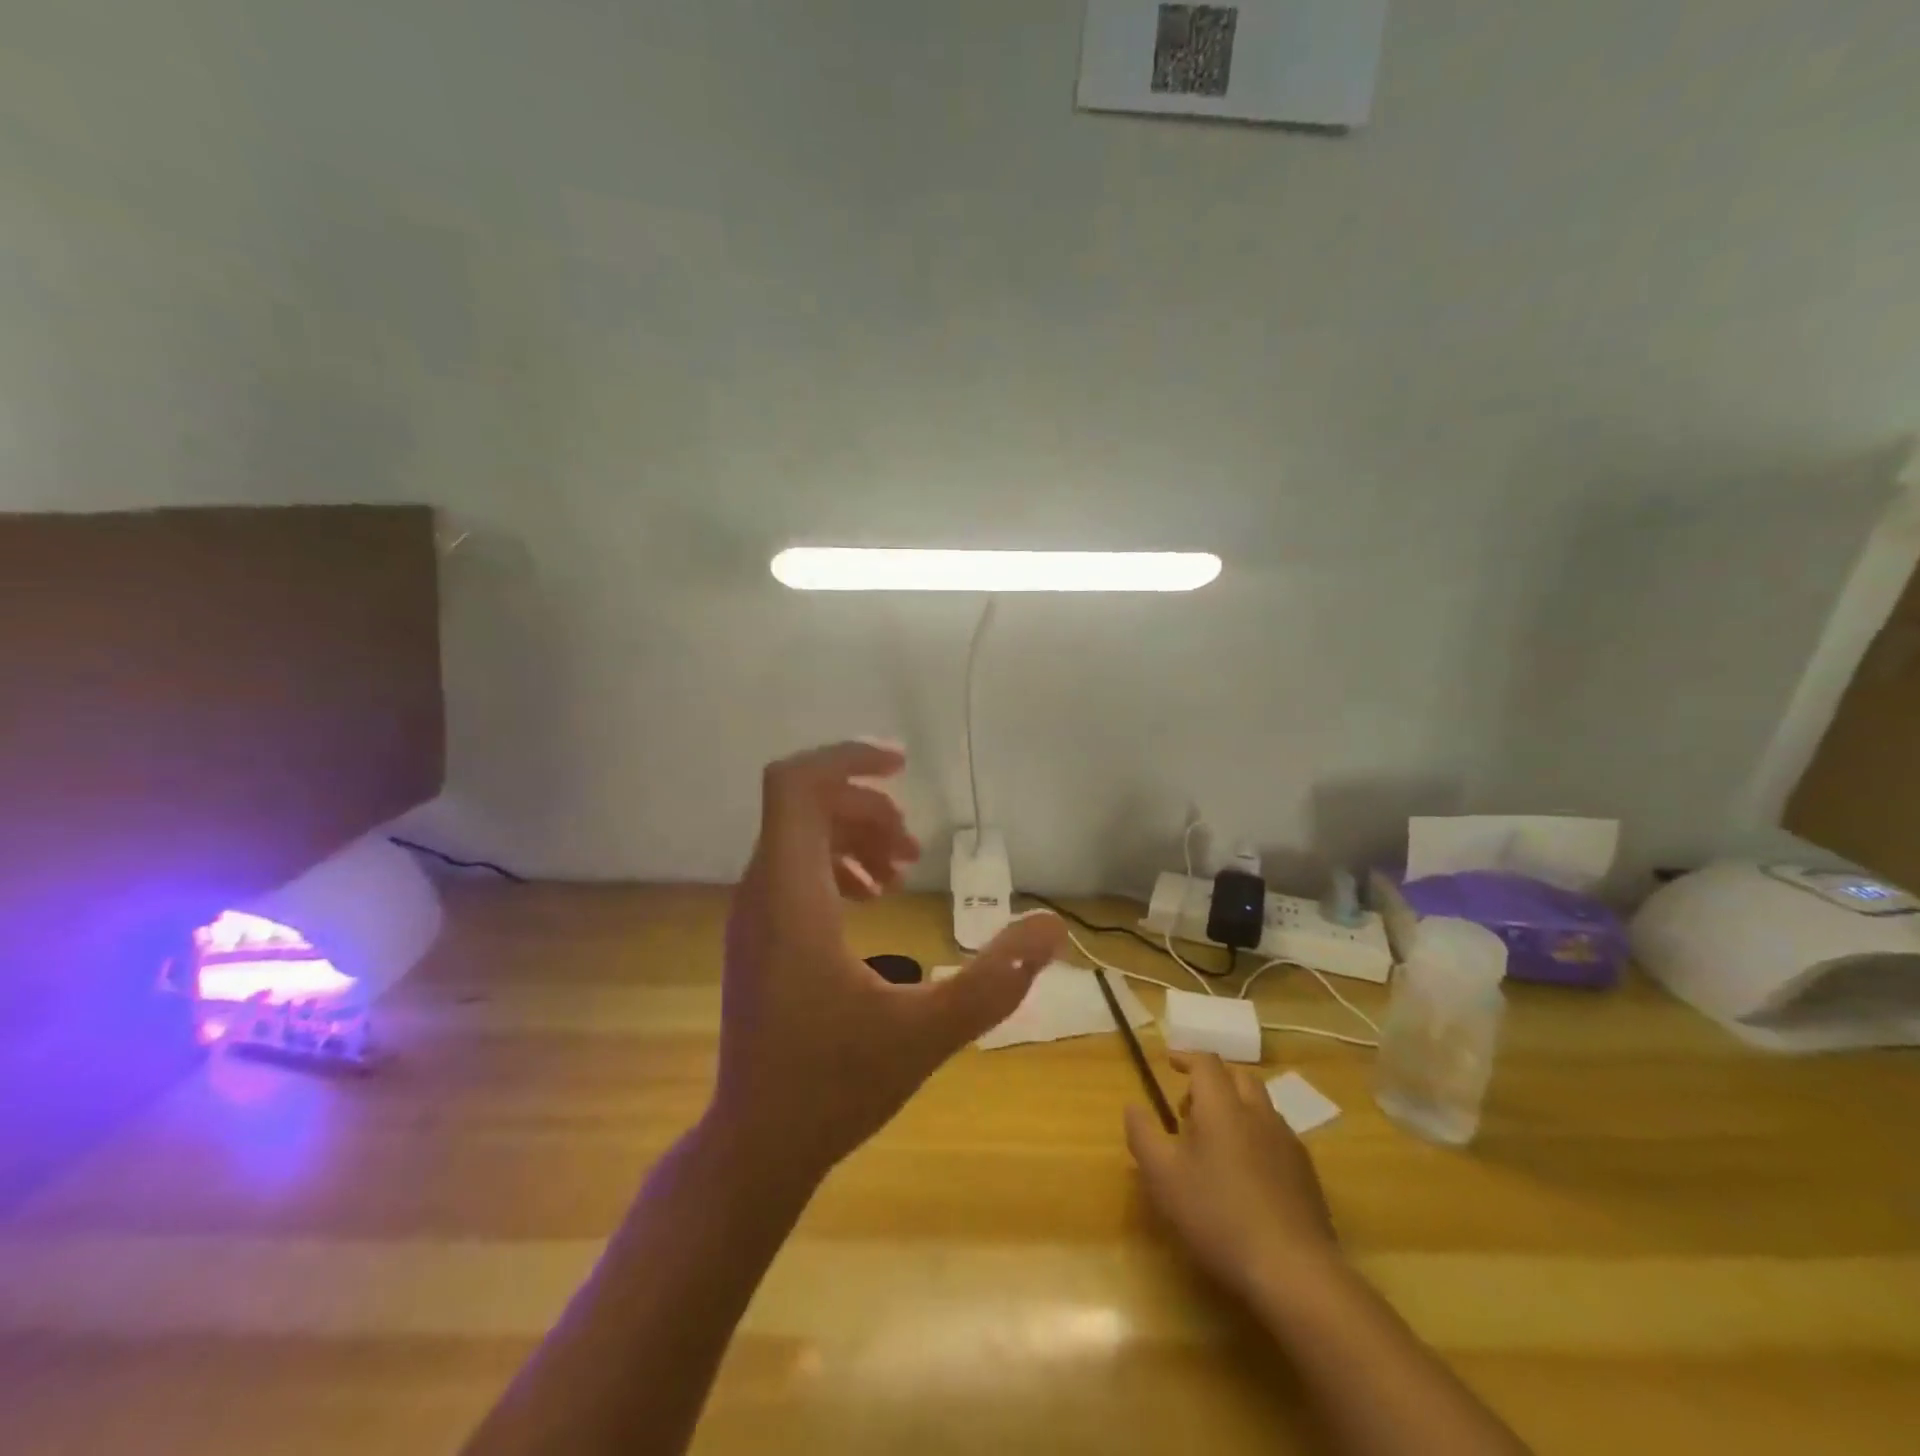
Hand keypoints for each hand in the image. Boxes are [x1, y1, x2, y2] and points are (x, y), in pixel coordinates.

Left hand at [714, 740, 1065, 1183]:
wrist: (756, 1143)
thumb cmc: (833, 1086)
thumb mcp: (927, 1033)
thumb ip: (995, 979)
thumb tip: (1052, 927)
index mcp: (791, 897)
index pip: (794, 786)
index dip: (845, 757)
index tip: (902, 765)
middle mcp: (762, 892)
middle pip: (805, 805)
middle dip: (867, 806)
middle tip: (915, 847)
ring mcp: (754, 914)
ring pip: (798, 834)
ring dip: (853, 834)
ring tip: (901, 870)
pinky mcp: (758, 935)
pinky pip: (794, 867)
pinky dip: (836, 863)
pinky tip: (872, 898)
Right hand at [1125, 1052, 1342, 1301]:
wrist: (1295, 1272)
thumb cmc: (1218, 1216)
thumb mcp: (1163, 1177)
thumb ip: (1143, 1135)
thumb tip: (1132, 1107)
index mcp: (1223, 1106)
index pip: (1206, 1063)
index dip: (1186, 1057)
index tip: (1169, 1062)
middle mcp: (1259, 1114)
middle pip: (1239, 1077)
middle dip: (1213, 1081)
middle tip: (1190, 1105)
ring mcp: (1288, 1144)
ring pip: (1261, 1107)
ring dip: (1237, 1108)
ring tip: (1215, 1141)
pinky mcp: (1307, 1175)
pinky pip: (1277, 1137)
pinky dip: (1256, 1137)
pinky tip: (1246, 1174)